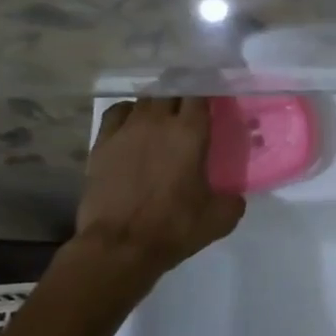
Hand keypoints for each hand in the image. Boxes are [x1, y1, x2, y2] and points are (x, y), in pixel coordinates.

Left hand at [75, 98, 244, 275]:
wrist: (119, 246)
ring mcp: (126, 130)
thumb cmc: (173, 227)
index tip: (215, 98)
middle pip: (171, 89)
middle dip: (183, 92)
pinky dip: (128, 112)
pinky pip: (117, 113)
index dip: (208, 90)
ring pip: (145, 99)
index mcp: (190, 132)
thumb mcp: (220, 218)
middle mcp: (158, 121)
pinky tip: (133, 123)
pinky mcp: (101, 144)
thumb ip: (233, 200)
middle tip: (191, 106)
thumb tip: (234, 196)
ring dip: (157, 102)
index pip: (200, 93)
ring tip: (163, 114)